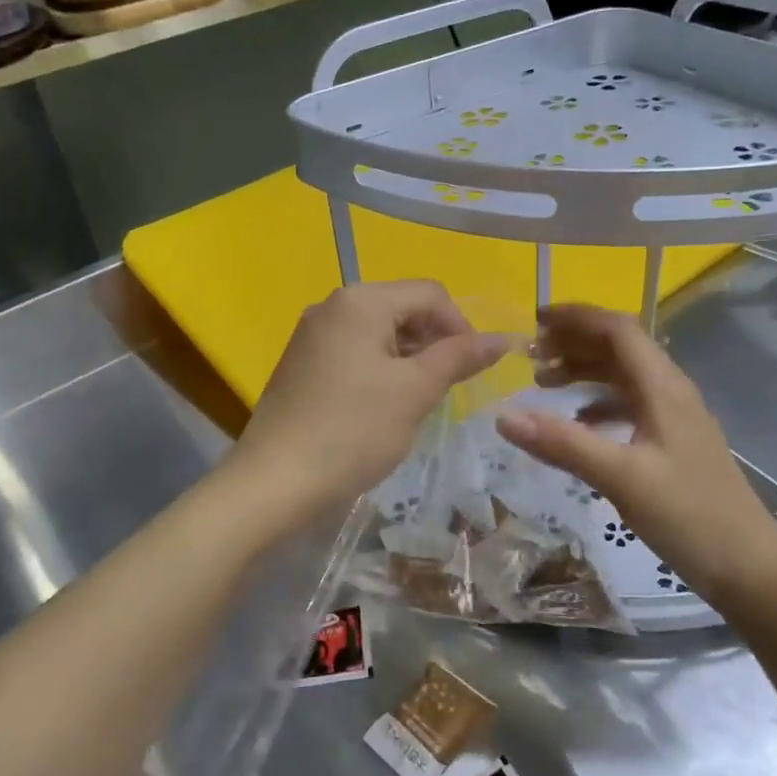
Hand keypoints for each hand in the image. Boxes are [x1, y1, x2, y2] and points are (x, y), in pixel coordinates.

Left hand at [233, 281, 512, 515]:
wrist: (274, 481)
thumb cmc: (352, 431)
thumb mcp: (415, 391)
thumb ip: (459, 357)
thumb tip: (503, 338)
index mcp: (360, 300)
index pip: (430, 294)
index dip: (461, 326)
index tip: (474, 370)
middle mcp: (332, 305)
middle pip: (403, 309)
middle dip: (434, 342)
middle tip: (447, 389)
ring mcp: (312, 334)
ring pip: (380, 333)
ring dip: (409, 359)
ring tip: (418, 401)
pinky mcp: (302, 363)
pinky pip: (355, 352)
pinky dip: (381, 370)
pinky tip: (384, 407)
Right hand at [495, 304, 776, 610]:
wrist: (750, 568)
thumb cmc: (689, 516)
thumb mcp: (621, 478)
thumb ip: (563, 444)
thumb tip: (503, 416)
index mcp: (663, 388)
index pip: (618, 330)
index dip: (576, 318)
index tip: (534, 320)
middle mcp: (670, 393)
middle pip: (620, 348)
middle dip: (574, 342)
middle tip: (530, 355)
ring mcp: (674, 419)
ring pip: (623, 377)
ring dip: (583, 371)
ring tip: (542, 384)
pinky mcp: (672, 444)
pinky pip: (628, 406)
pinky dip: (597, 405)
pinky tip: (577, 425)